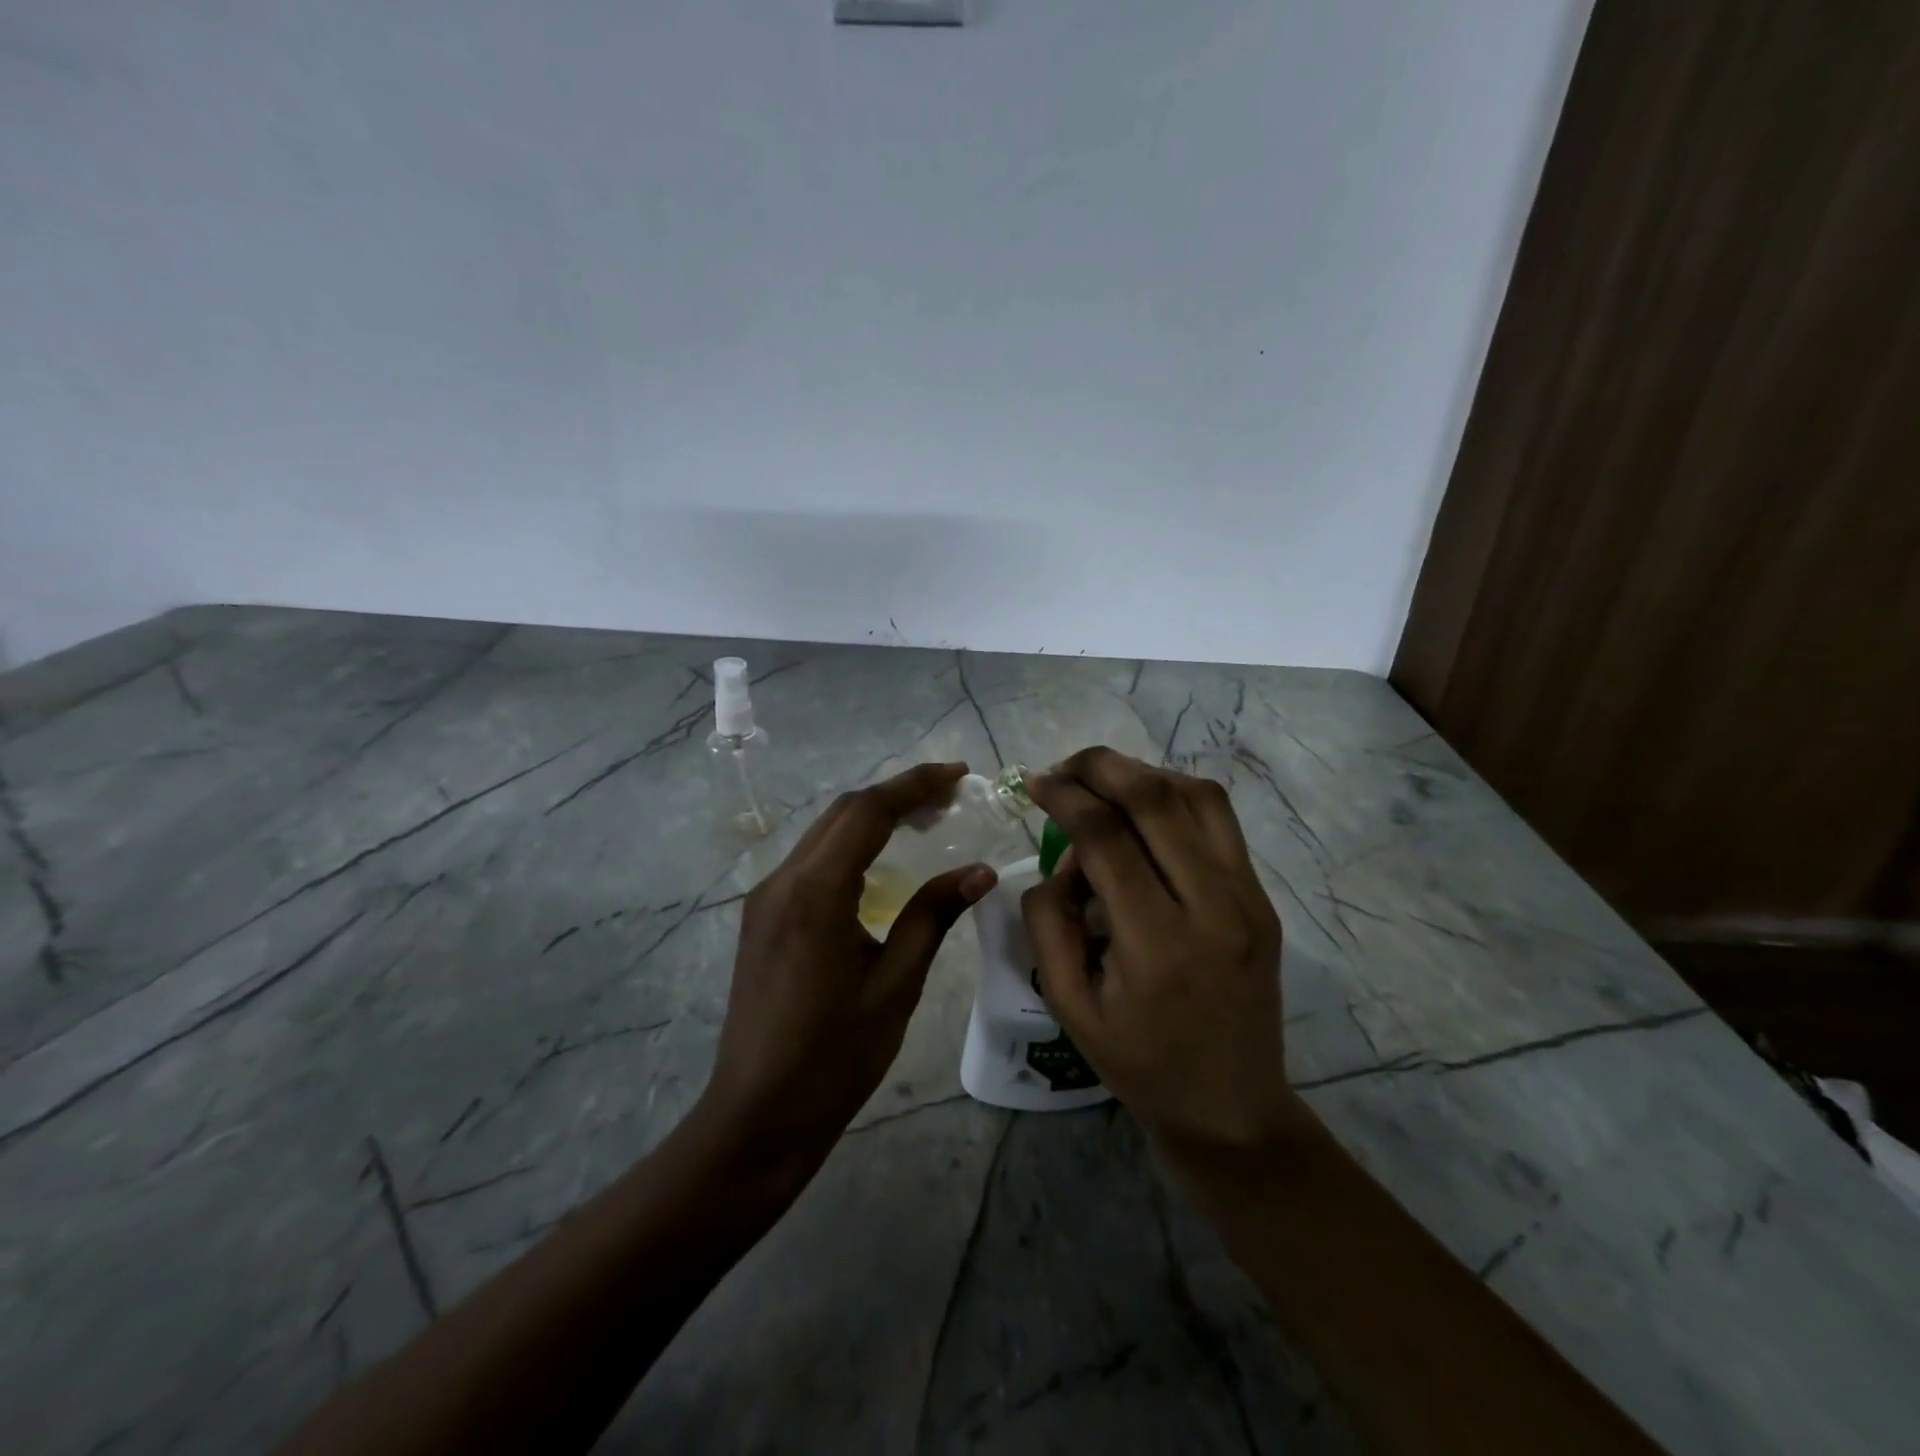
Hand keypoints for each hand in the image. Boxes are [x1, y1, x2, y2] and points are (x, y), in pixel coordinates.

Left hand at [703, 762, 997, 1159]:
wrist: (757, 1115)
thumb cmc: (835, 1057)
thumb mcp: (896, 984)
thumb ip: (933, 916)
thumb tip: (980, 870)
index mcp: (816, 893)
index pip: (869, 812)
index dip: (916, 785)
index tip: (960, 774)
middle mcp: (782, 881)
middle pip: (843, 813)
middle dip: (898, 795)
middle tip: (951, 797)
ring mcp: (765, 898)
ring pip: (825, 833)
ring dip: (873, 817)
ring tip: (926, 820)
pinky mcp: (762, 917)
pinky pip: (811, 860)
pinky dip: (851, 845)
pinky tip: (880, 861)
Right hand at [1021, 747, 1296, 1154]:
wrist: (1232, 1107)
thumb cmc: (1139, 1063)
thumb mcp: (1068, 1006)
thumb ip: (1048, 922)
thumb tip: (1061, 860)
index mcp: (1157, 944)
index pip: (1106, 838)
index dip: (1065, 797)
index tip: (1035, 783)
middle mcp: (1213, 907)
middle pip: (1156, 799)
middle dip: (1101, 766)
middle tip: (1064, 768)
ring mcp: (1248, 898)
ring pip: (1197, 796)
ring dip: (1143, 774)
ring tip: (1102, 782)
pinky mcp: (1262, 898)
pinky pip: (1220, 821)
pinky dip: (1176, 796)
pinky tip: (1145, 809)